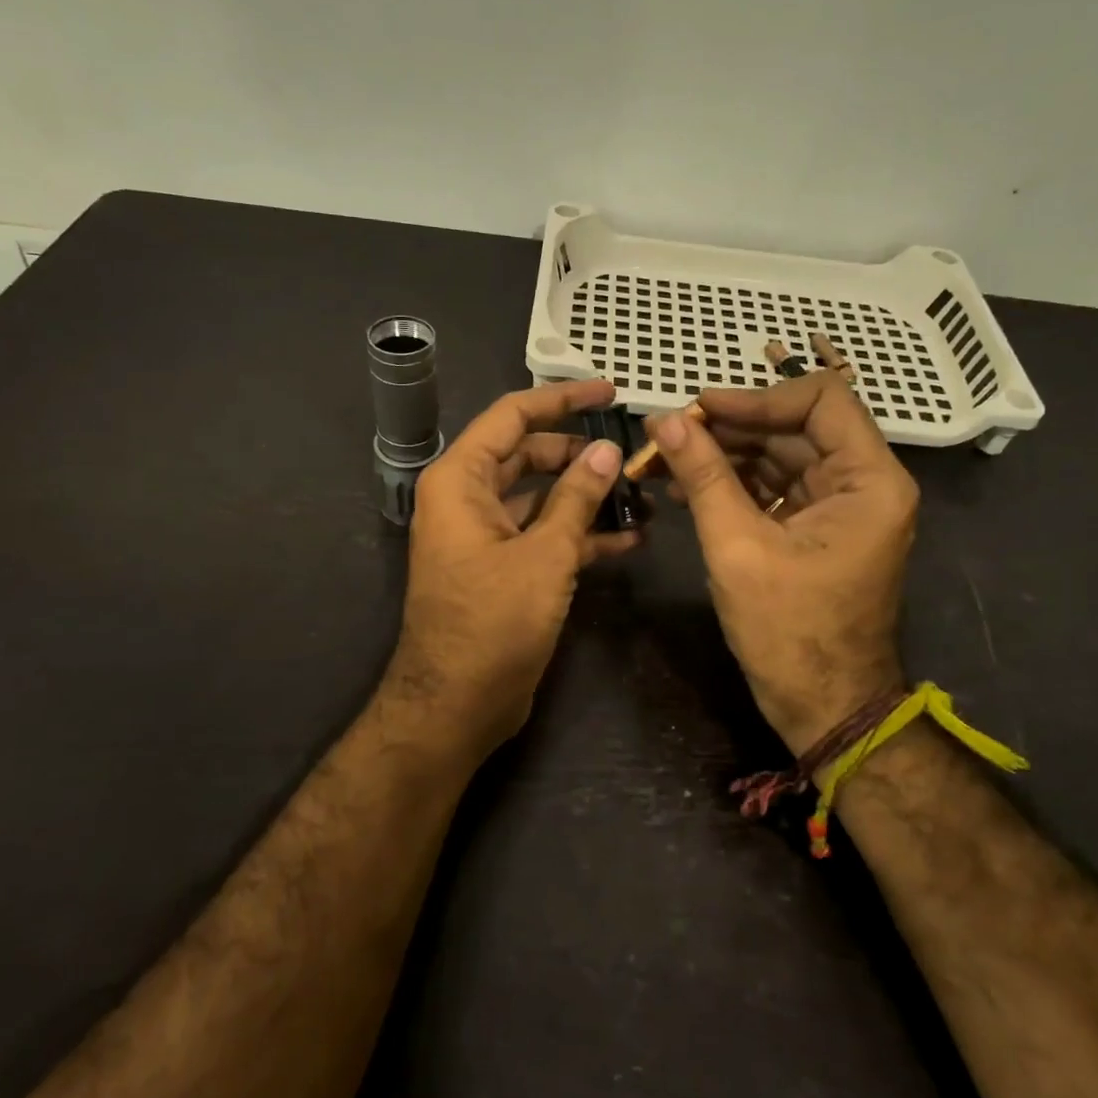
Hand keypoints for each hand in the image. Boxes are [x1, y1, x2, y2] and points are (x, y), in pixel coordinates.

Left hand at [383, 380, 639, 758]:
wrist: (457, 705)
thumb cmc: (493, 622)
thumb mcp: (544, 555)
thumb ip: (577, 498)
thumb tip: (606, 450)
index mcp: (461, 480)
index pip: (512, 416)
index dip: (561, 399)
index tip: (609, 392)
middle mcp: (468, 499)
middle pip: (528, 455)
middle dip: (579, 452)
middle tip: (632, 452)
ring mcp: (486, 536)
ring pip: (541, 498)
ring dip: (586, 496)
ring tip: (640, 493)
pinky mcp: (503, 569)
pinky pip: (543, 536)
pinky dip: (580, 535)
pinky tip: (630, 538)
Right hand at [652, 372, 917, 756]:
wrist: (823, 707)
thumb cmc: (789, 632)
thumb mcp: (738, 548)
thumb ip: (703, 476)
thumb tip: (663, 420)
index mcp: (869, 480)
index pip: (821, 399)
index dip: (757, 397)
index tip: (700, 409)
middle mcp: (864, 483)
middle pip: (795, 427)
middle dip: (728, 428)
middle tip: (666, 435)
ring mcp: (840, 506)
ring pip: (779, 455)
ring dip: (723, 456)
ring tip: (663, 461)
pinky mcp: (817, 527)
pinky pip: (775, 487)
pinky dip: (733, 484)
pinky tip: (685, 488)